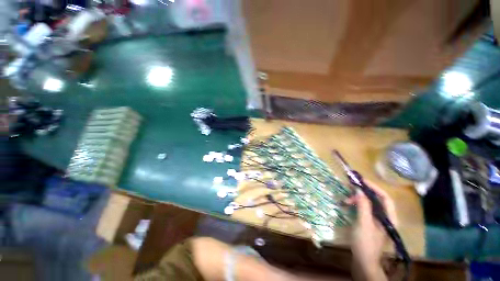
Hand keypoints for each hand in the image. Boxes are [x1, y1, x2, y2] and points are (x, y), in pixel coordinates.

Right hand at [346, 181, 396, 280]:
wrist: (363, 262)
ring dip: (357, 200)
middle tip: (350, 189)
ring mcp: (376, 222)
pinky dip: (356, 206)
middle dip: (363, 193)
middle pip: (376, 200)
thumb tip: (359, 189)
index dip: (374, 188)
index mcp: (389, 218)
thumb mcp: (363, 223)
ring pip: (369, 205)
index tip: (361, 181)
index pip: (385, 198)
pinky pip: (364, 210)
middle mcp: (385, 218)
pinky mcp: (369, 224)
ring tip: (345, 200)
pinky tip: (347, 206)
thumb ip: (363, 206)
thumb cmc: (365, 243)